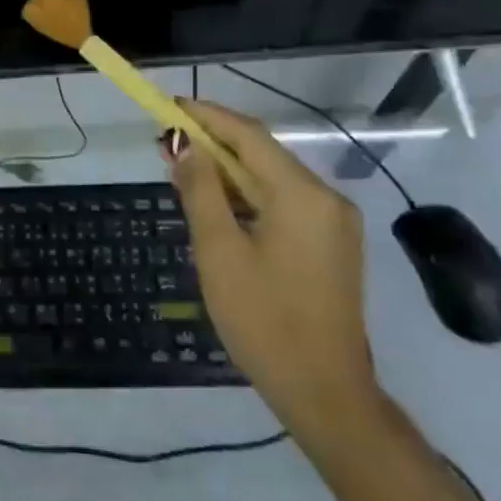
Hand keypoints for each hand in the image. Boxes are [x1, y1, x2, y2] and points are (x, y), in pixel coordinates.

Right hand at [166, 99, 380, 438]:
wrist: (325, 392)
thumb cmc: (264, 320)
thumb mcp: (219, 252)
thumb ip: (201, 191)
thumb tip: (185, 146)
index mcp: (302, 195)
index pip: (249, 136)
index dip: (207, 117)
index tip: (170, 108)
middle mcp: (326, 199)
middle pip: (262, 155)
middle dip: (213, 145)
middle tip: (166, 144)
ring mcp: (334, 223)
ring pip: (272, 180)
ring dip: (228, 172)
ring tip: (182, 172)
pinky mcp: (331, 245)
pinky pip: (284, 204)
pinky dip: (248, 196)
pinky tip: (218, 205)